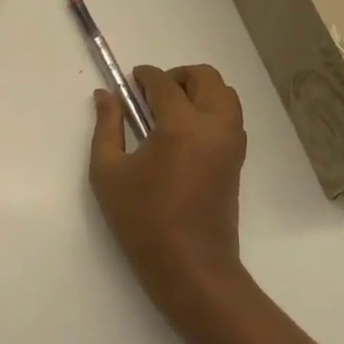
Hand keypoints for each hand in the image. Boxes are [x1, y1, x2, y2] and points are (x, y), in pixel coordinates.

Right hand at [89, 64, 247, 328]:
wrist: (191, 268)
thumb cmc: (143, 220)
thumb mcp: (108, 171)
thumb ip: (107, 126)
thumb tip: (106, 95)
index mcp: (181, 125)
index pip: (164, 83)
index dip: (144, 76)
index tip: (130, 81)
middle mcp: (214, 126)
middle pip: (205, 77)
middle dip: (177, 76)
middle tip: (151, 95)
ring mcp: (231, 143)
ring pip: (225, 94)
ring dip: (198, 91)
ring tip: (169, 112)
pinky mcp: (237, 161)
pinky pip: (230, 117)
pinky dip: (211, 110)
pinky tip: (183, 134)